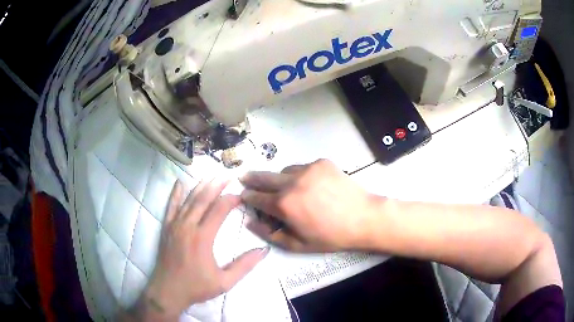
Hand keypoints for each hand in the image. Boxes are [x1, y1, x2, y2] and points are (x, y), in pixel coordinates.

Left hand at [140, 179, 268, 318]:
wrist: (168, 290)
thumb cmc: (196, 287)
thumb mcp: (225, 281)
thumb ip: (245, 265)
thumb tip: (264, 250)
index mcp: (203, 237)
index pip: (219, 210)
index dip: (231, 199)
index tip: (241, 195)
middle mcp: (188, 226)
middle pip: (203, 199)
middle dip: (217, 185)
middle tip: (228, 176)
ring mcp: (175, 225)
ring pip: (189, 200)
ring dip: (201, 186)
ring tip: (212, 175)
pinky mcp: (166, 228)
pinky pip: (171, 206)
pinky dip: (176, 193)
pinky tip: (180, 182)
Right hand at [241, 159, 376, 252]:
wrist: (364, 218)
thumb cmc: (330, 236)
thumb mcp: (298, 245)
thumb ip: (270, 234)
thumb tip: (250, 222)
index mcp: (284, 204)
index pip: (257, 197)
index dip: (247, 196)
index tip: (242, 194)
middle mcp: (291, 182)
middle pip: (264, 177)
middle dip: (251, 178)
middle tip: (243, 176)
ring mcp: (308, 169)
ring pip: (284, 170)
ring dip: (279, 178)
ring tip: (284, 186)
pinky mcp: (321, 162)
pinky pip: (303, 167)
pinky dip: (300, 174)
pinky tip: (309, 184)